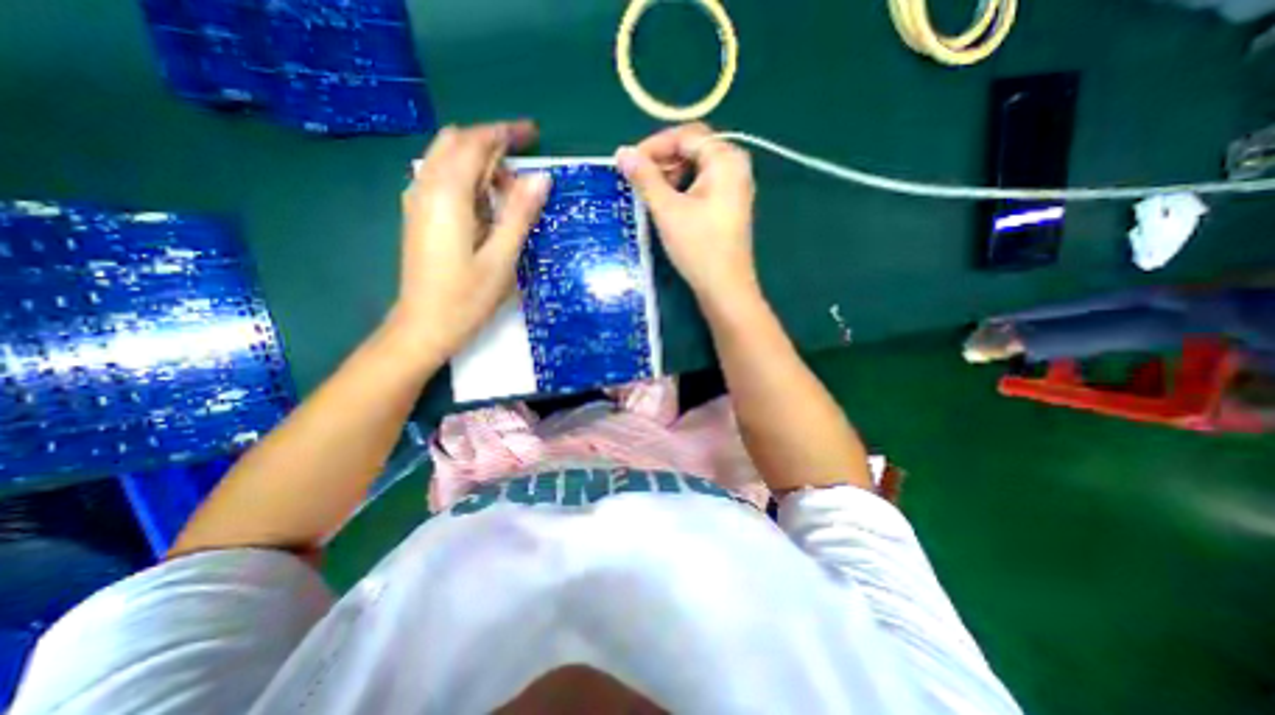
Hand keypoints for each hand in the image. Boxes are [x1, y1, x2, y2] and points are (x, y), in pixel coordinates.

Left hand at [390, 121, 547, 361]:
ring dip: (480, 164)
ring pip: (448, 160)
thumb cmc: (467, 298)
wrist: (423, 326)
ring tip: (511, 192)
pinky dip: (468, 179)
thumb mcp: (502, 258)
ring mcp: (418, 201)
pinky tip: (487, 205)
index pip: (475, 143)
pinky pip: (443, 180)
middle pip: (456, 143)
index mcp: (447, 195)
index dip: (505, 132)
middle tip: (525, 168)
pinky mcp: (419, 215)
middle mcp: (426, 187)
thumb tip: (542, 177)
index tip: (534, 133)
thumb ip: (519, 214)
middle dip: (492, 144)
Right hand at [615, 121, 754, 304]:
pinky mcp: (729, 207)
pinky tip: (667, 206)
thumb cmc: (698, 247)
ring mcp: (734, 188)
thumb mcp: (667, 210)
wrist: (725, 288)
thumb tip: (622, 153)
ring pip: (696, 169)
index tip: (629, 162)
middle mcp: (735, 167)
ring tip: (650, 195)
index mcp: (725, 160)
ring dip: (670, 177)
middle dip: (662, 161)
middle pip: (693, 150)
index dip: (654, 145)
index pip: (686, 136)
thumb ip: (644, 178)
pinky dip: (682, 190)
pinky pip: (702, 186)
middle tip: (638, 180)